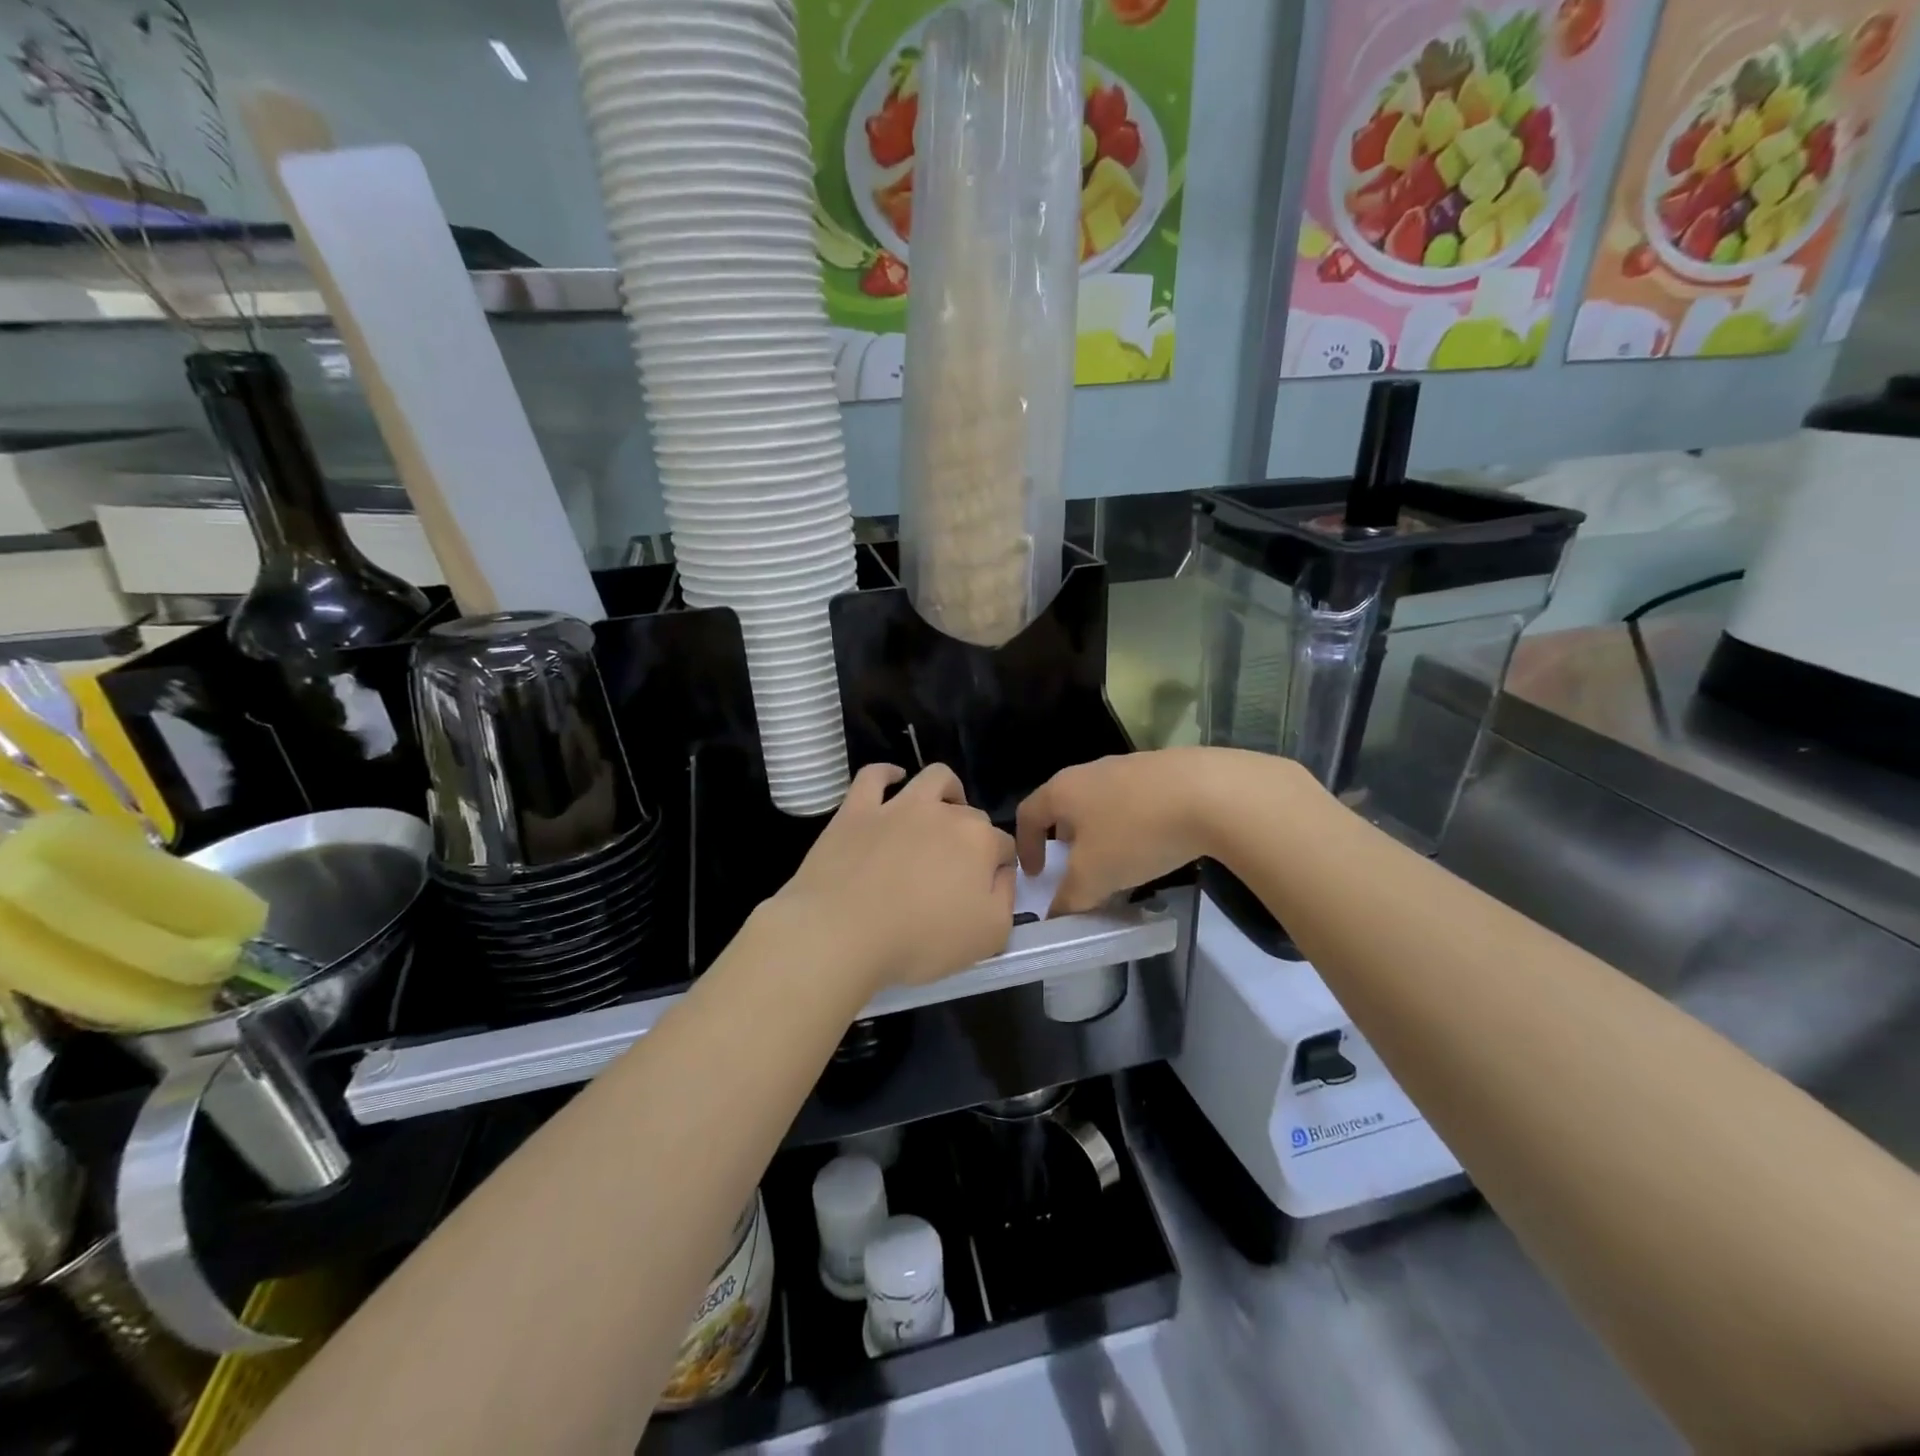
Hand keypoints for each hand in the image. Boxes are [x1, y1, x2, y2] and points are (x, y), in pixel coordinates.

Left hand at [773, 763, 1015, 994]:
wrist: (842, 933)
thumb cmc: (920, 940)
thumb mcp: (989, 936)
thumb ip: (1006, 898)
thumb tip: (1001, 874)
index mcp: (979, 842)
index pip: (1003, 846)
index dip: (999, 868)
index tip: (986, 892)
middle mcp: (944, 813)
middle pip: (971, 815)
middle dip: (972, 836)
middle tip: (956, 871)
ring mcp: (898, 806)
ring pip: (933, 779)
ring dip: (946, 790)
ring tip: (942, 811)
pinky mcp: (857, 809)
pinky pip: (874, 776)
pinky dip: (887, 773)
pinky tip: (893, 780)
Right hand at [1017, 748, 1290, 915]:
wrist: (1211, 793)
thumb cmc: (1135, 833)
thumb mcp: (1094, 877)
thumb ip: (1069, 899)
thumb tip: (1055, 915)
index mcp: (1063, 790)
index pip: (1028, 814)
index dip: (1024, 846)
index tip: (1036, 874)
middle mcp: (1090, 771)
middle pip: (1065, 805)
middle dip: (1065, 838)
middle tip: (1076, 868)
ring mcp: (1129, 766)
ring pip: (1102, 802)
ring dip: (1101, 832)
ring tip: (1118, 861)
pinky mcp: (1165, 769)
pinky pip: (1136, 800)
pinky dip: (1134, 823)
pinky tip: (1155, 845)